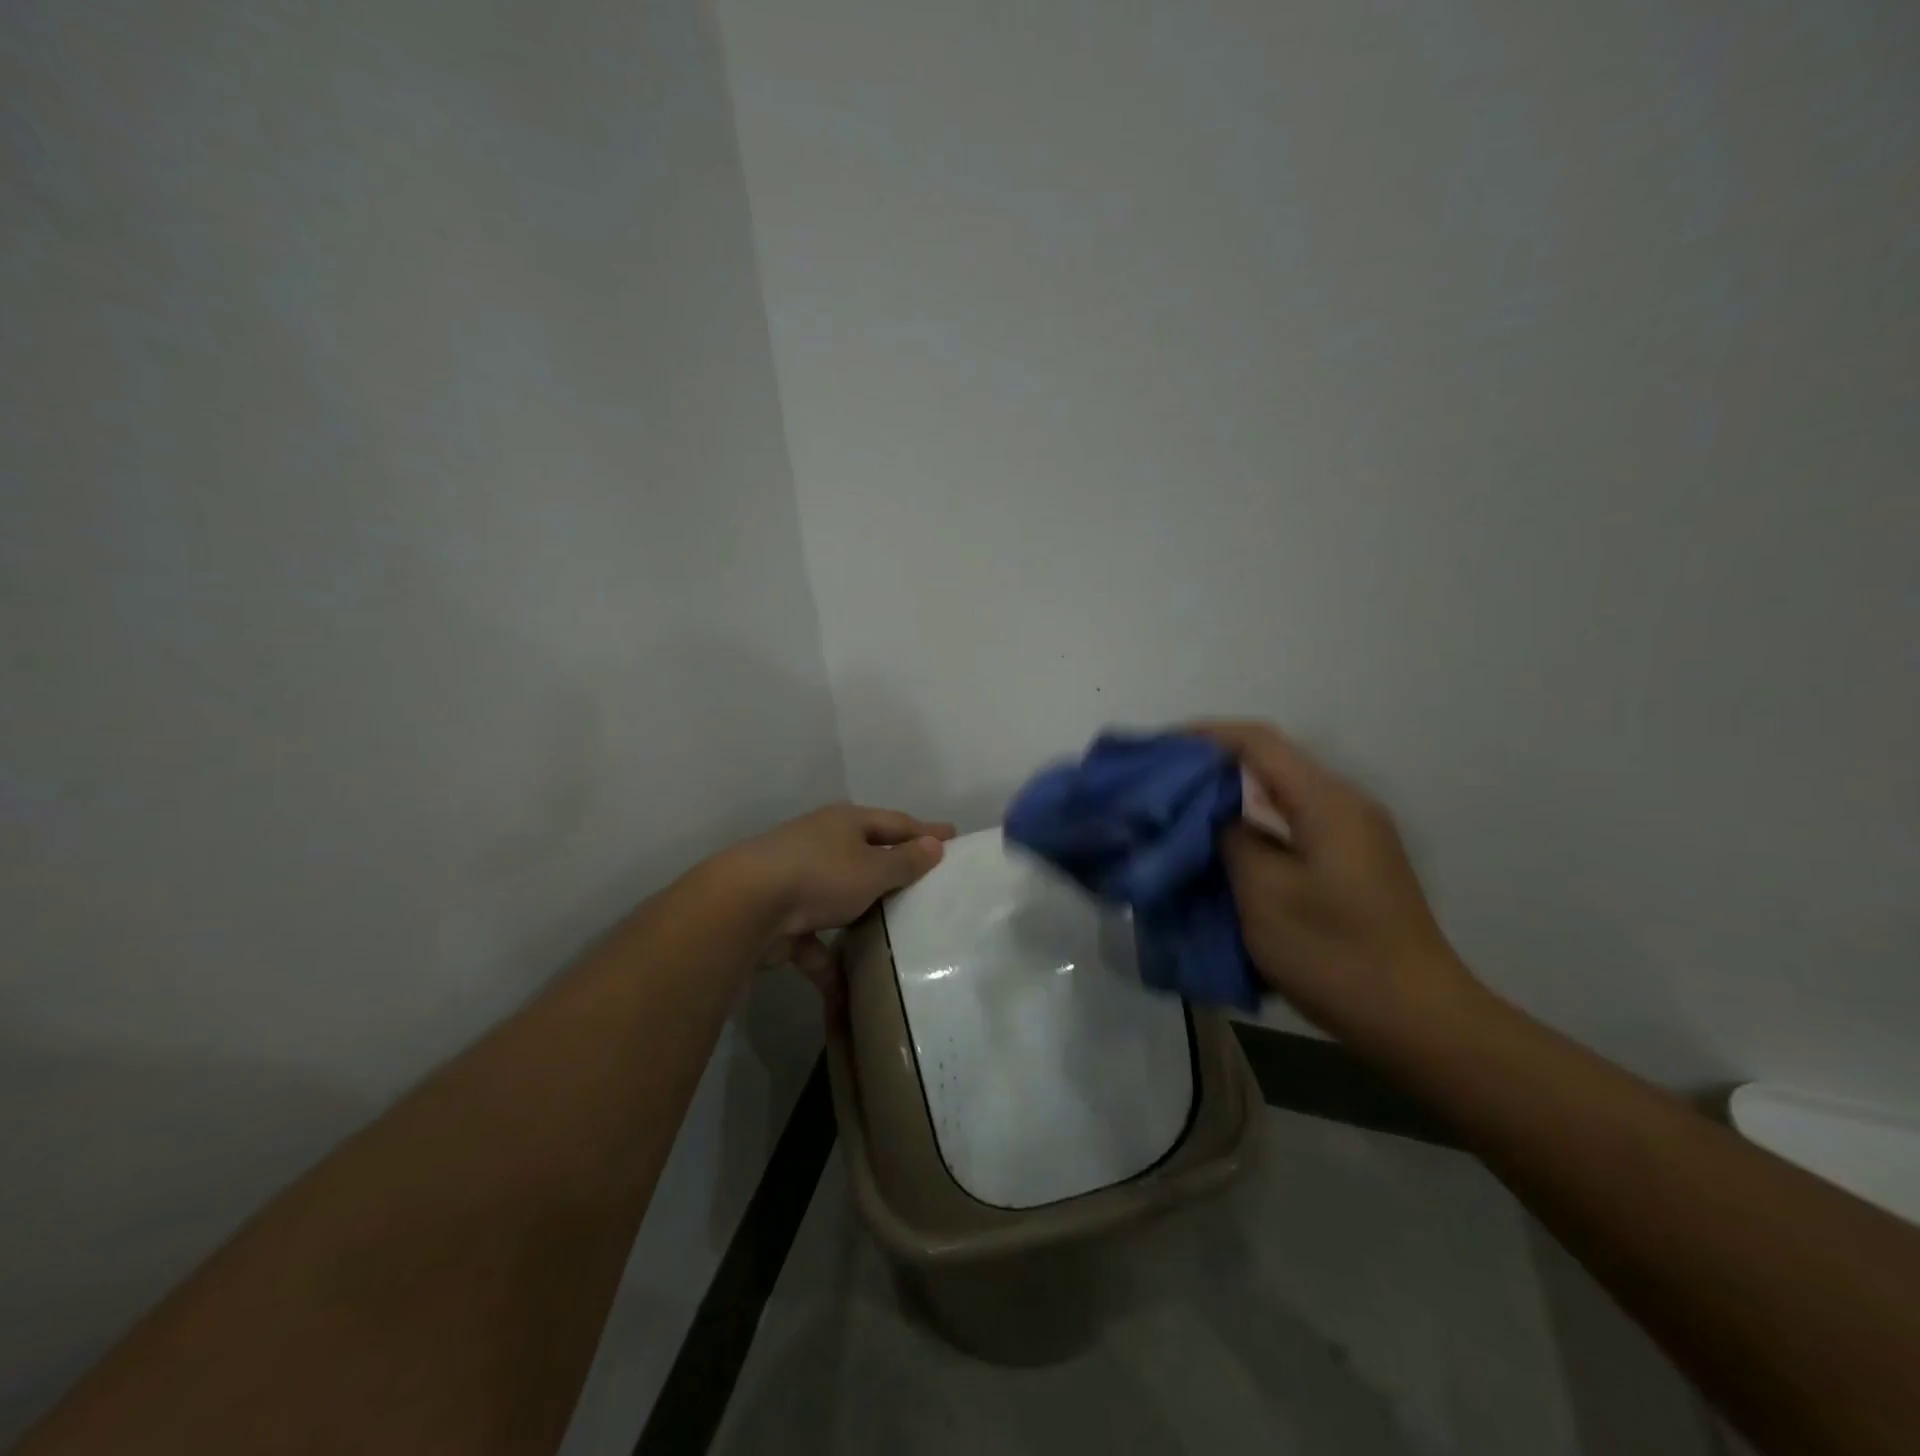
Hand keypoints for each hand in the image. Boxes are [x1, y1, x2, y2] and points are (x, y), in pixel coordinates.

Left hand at [722, 804, 956, 995]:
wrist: (744, 905)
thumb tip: (935, 845)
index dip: (926, 832)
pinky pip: (813, 936)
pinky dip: (827, 956)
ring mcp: (798, 878)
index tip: (953, 837)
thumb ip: (905, 861)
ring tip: (894, 930)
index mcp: (846, 823)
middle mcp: (821, 843)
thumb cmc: (820, 876)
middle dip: (894, 869)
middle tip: (927, 883)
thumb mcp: (873, 869)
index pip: (897, 823)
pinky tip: (845, 985)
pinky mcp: (781, 916)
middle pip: (867, 855)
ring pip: (840, 896)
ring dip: (862, 912)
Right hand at [1195, 721, 1478, 1044]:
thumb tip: (1213, 816)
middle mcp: (1344, 806)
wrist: (1416, 1019)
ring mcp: (1352, 836)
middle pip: (1271, 763)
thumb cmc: (1334, 952)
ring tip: (1183, 812)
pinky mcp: (1351, 864)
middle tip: (1163, 782)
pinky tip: (1224, 848)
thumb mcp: (1265, 893)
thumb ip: (1231, 839)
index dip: (1204, 736)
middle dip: (1213, 766)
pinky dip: (1253, 827)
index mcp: (1327, 802)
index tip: (1159, 748)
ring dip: (1231, 798)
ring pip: (1280, 797)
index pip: (1258, 743)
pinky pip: (1292, 826)